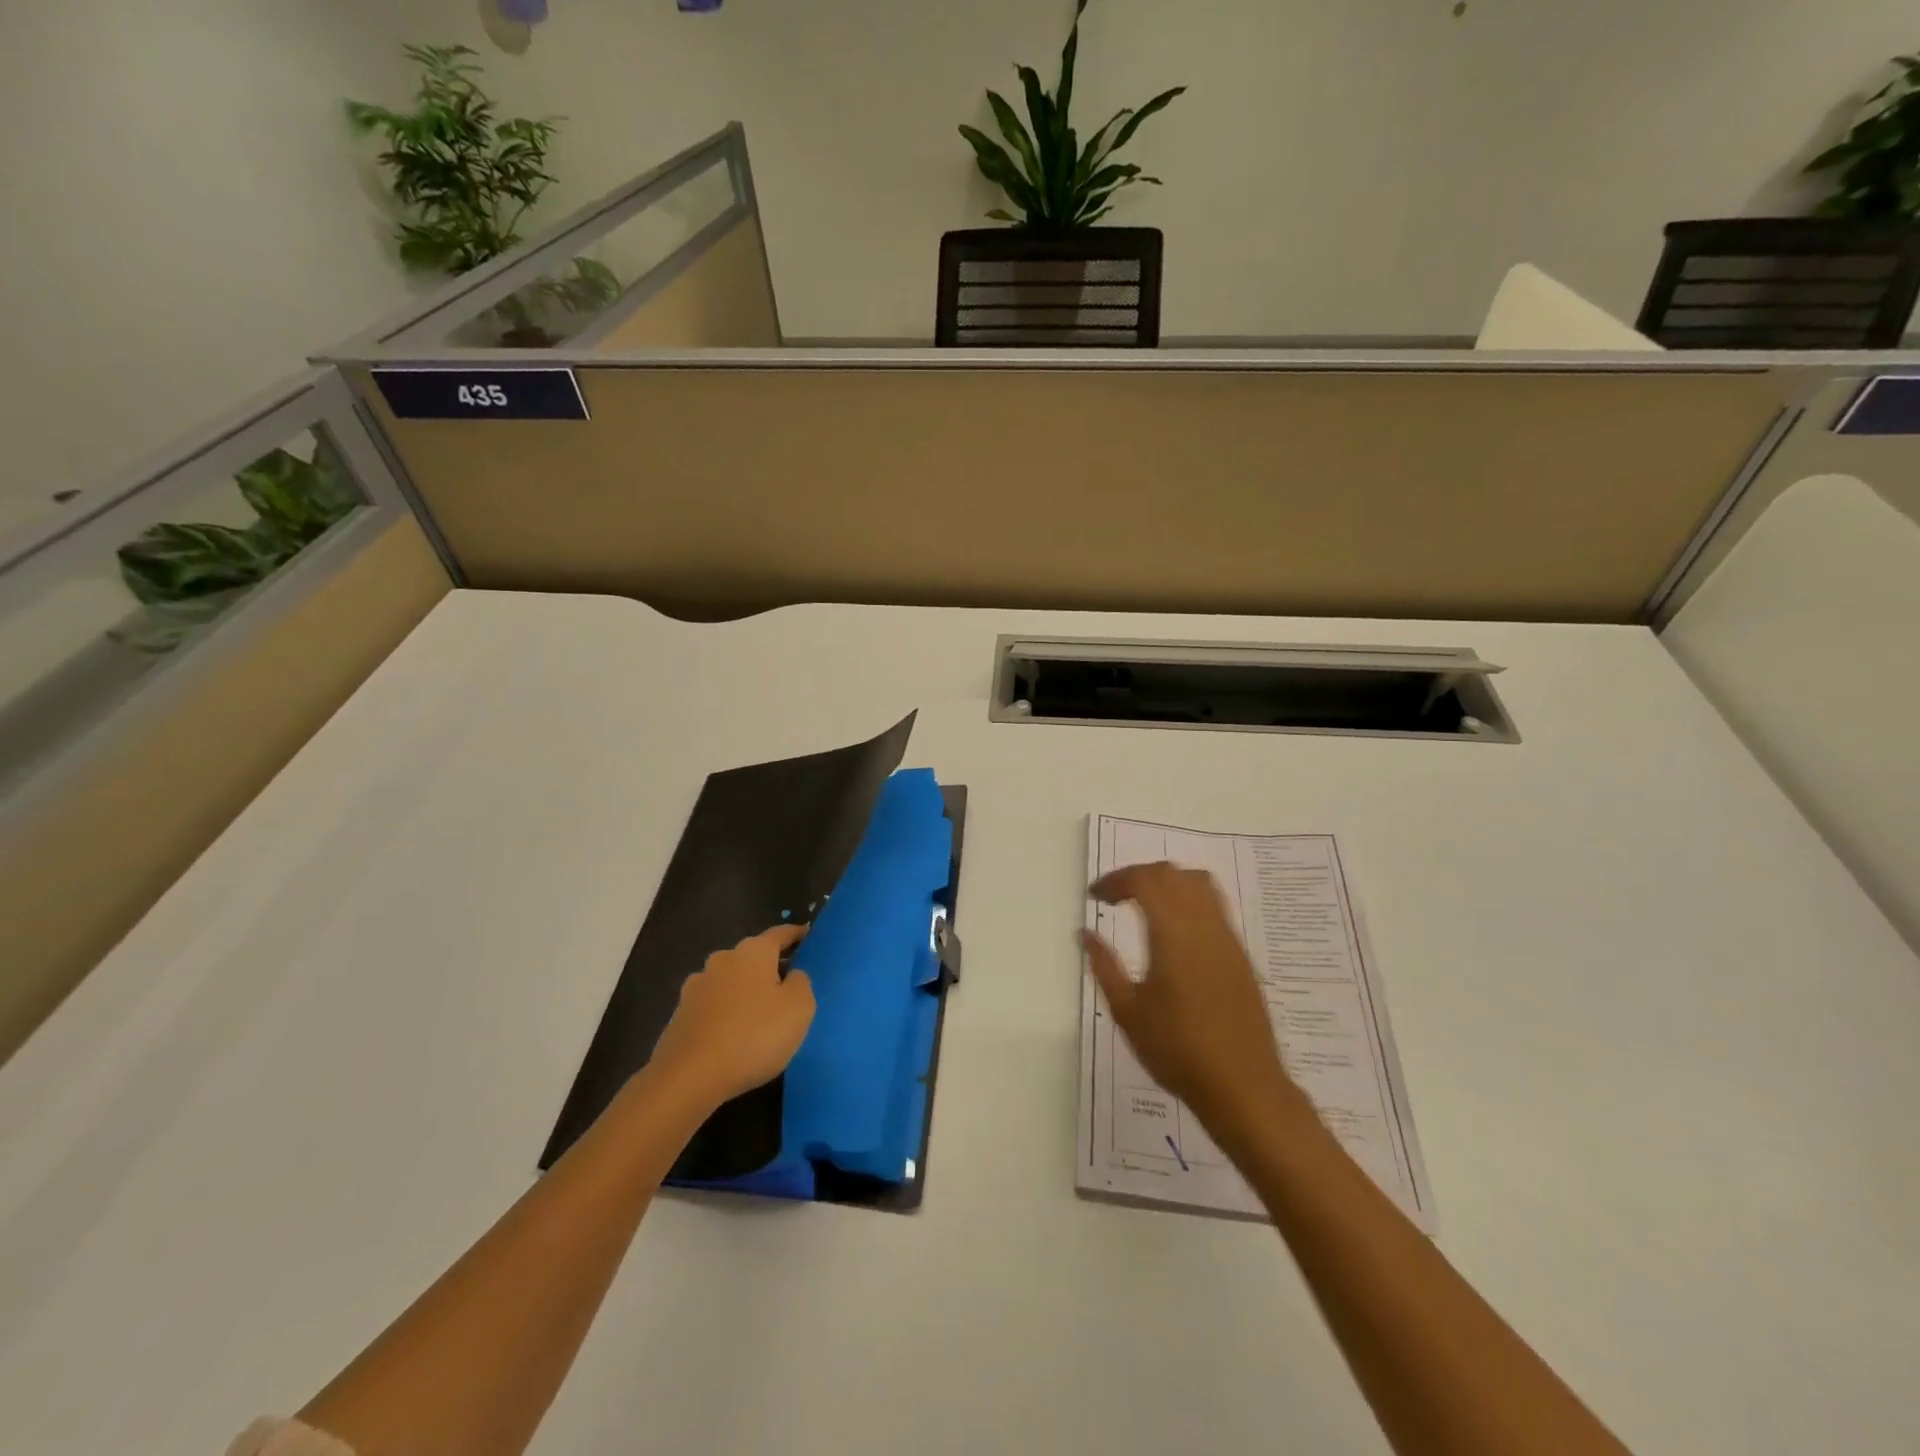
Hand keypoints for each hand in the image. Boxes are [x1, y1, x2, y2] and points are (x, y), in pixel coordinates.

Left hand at [651, 925, 815, 1109]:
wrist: (689, 1077)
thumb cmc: (754, 1035)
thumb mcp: (799, 1008)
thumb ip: (801, 982)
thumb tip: (792, 975)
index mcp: (753, 952)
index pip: (780, 934)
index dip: (796, 934)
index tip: (808, 935)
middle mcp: (722, 959)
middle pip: (753, 957)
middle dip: (769, 967)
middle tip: (788, 986)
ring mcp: (696, 987)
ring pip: (730, 982)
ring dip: (745, 991)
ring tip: (759, 1016)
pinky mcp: (680, 1015)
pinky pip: (713, 1007)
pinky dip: (726, 1013)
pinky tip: (733, 1035)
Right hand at [1082, 863, 1300, 1144]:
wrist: (1243, 1087)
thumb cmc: (1178, 1051)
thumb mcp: (1127, 1011)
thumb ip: (1104, 965)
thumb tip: (1084, 933)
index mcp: (1173, 933)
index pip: (1145, 880)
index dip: (1115, 880)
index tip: (1095, 896)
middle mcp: (1204, 925)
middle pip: (1172, 874)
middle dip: (1138, 876)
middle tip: (1113, 897)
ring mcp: (1227, 937)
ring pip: (1198, 883)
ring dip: (1166, 883)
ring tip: (1143, 905)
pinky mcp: (1240, 954)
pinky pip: (1213, 906)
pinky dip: (1187, 899)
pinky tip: (1172, 931)